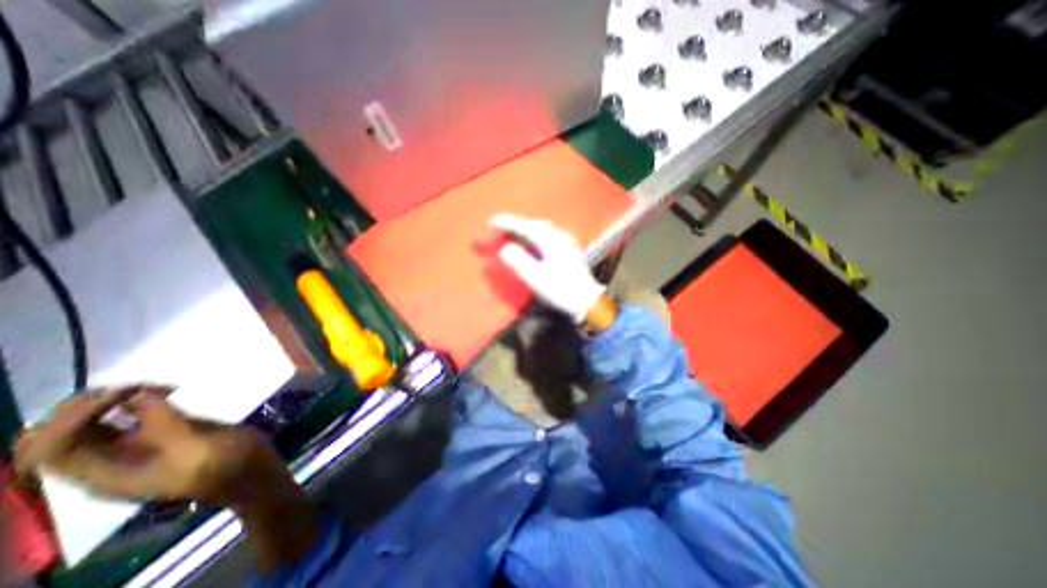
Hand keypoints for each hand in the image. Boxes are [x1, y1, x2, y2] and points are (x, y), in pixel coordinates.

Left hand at [12, 385, 282, 505]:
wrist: (251, 469)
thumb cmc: (222, 463)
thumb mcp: (194, 447)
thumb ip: (163, 424)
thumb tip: (138, 394)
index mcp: (106, 474)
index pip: (52, 450)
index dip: (72, 419)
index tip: (121, 394)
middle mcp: (110, 460)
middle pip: (62, 435)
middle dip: (83, 407)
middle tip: (130, 386)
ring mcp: (137, 446)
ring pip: (93, 422)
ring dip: (109, 400)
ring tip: (149, 384)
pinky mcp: (162, 433)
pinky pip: (130, 415)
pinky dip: (138, 399)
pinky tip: (165, 389)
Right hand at [489, 214, 606, 322]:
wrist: (587, 302)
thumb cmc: (561, 290)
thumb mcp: (536, 278)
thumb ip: (519, 262)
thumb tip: (504, 249)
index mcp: (551, 241)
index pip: (526, 227)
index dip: (508, 223)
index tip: (492, 222)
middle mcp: (560, 238)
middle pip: (535, 225)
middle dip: (517, 224)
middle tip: (501, 228)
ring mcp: (567, 244)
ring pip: (543, 230)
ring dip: (527, 229)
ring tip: (515, 233)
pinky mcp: (570, 252)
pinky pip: (549, 236)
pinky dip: (537, 236)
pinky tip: (536, 242)